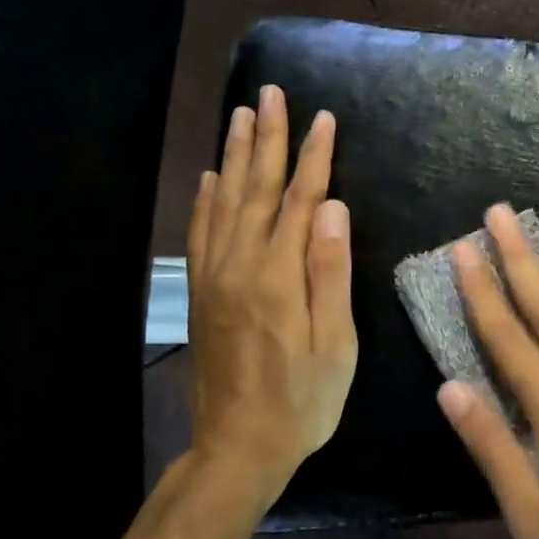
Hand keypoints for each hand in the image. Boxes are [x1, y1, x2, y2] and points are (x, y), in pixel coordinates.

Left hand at [186, 86, 356, 501]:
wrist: (239, 445)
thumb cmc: (303, 398)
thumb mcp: (335, 344)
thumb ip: (330, 272)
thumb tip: (332, 207)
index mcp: (280, 275)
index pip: (300, 199)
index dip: (314, 157)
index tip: (323, 117)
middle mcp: (242, 264)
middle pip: (257, 188)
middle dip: (268, 137)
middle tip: (271, 93)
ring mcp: (216, 277)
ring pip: (226, 201)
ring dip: (236, 155)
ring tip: (241, 115)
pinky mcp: (203, 292)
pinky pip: (202, 233)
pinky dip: (207, 199)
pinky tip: (212, 176)